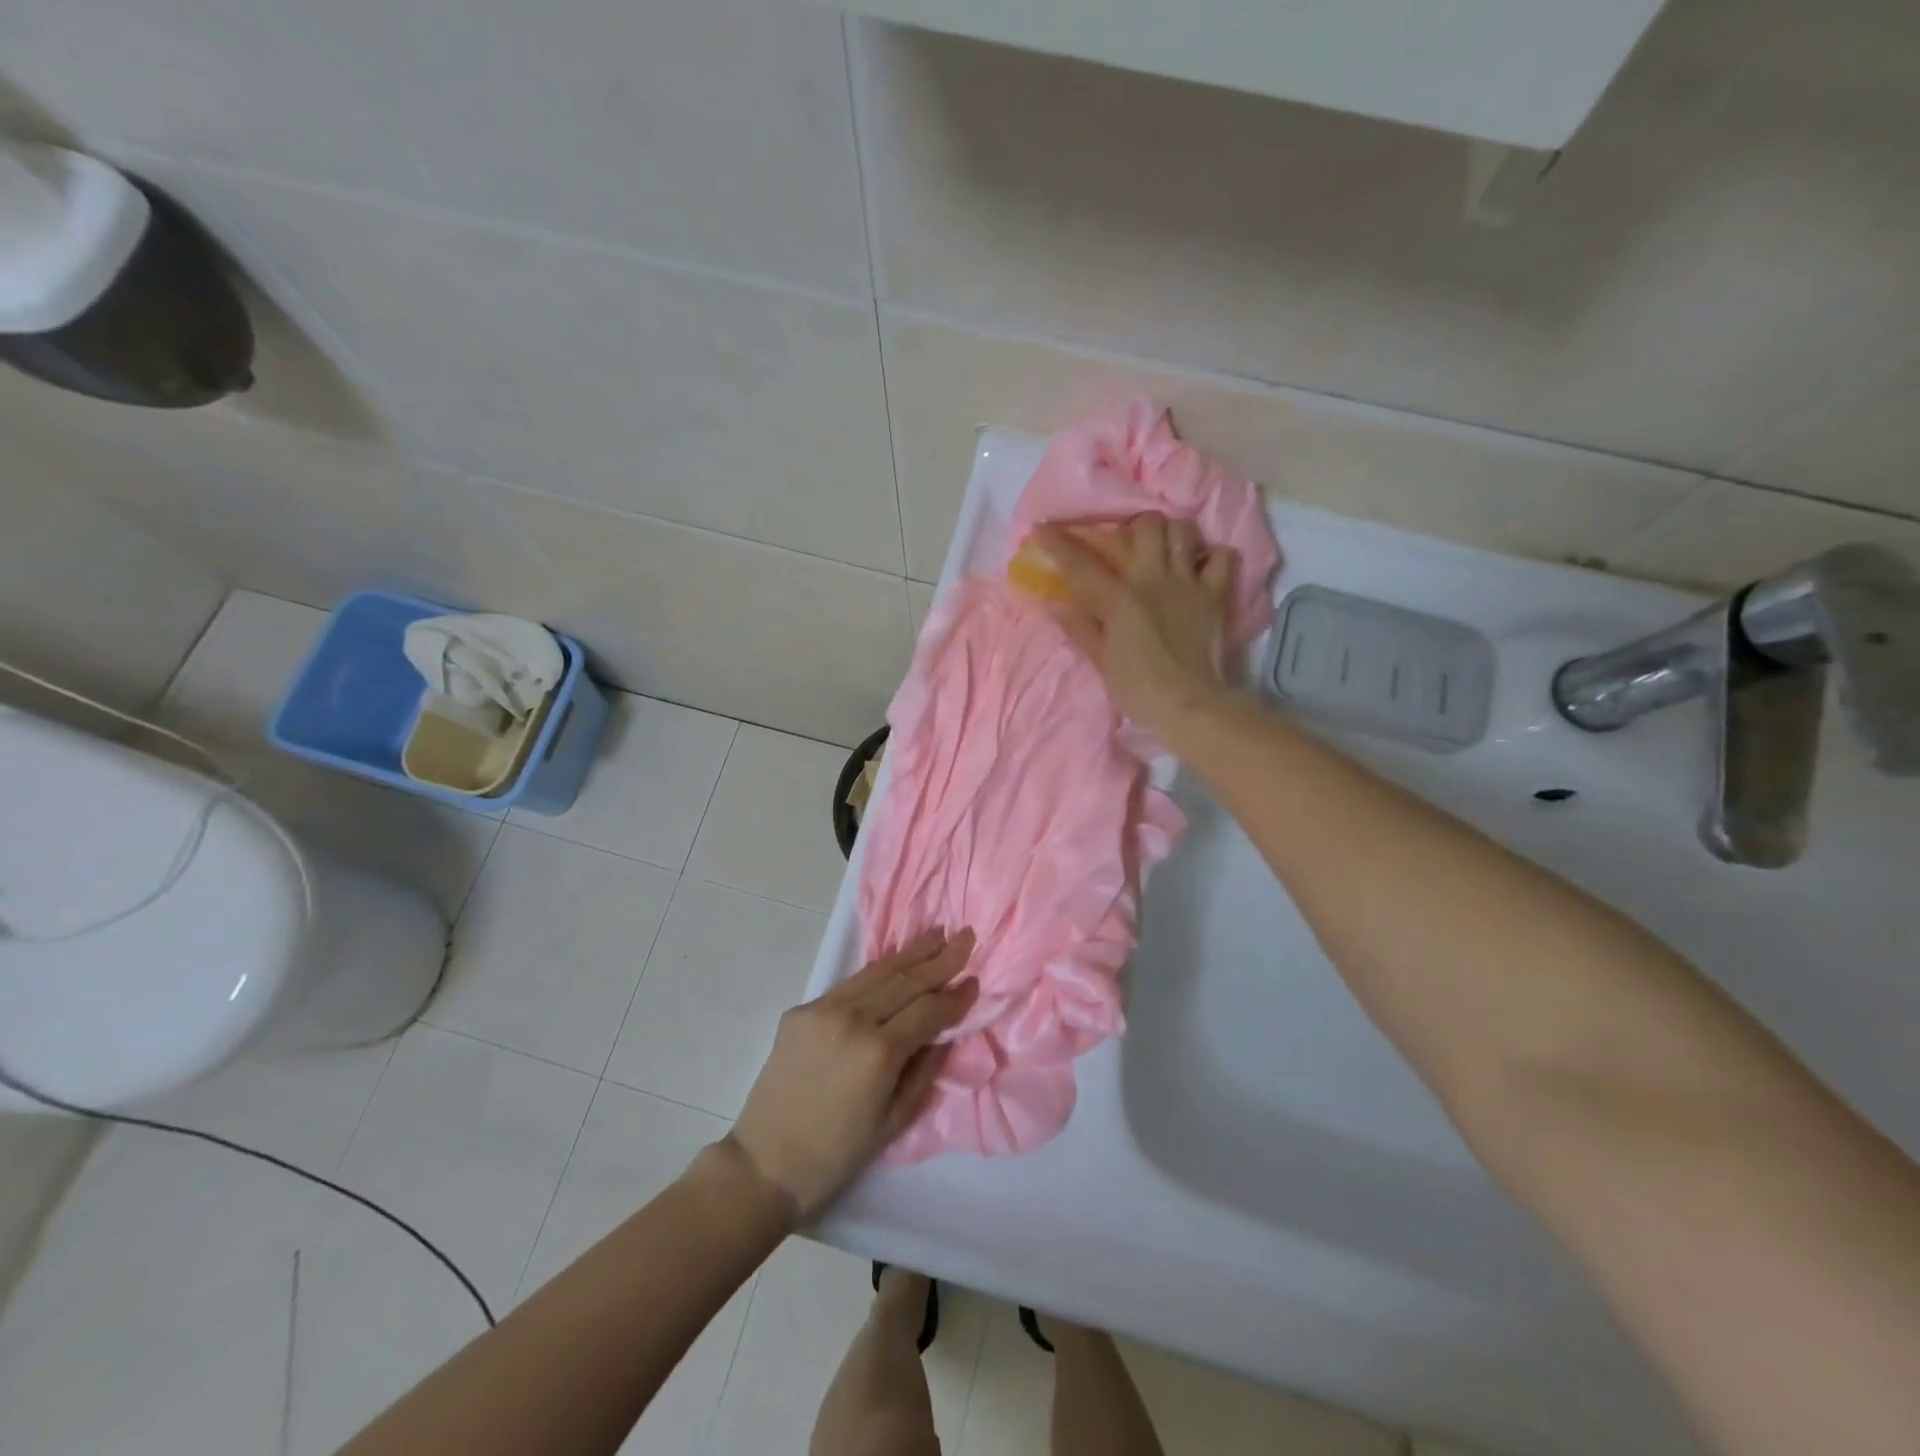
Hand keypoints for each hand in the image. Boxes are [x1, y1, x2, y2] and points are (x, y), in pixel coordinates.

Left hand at [729, 930, 977, 1219]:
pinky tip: (894, 960)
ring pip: (877, 972)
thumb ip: (925, 1070)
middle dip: (940, 958)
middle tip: (966, 935)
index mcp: (879, 1052)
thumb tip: (944, 1033)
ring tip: (936, 934)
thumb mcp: (894, 1121)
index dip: (955, 995)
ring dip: (910, 952)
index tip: (976, 980)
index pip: (929, 1010)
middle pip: (906, 980)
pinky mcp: (802, 1010)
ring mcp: (823, 1009)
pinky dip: (877, 970)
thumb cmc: (837, 1154)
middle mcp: (853, 1019)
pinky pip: (850, 984)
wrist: (764, 1164)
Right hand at [1035, 513, 1236, 737]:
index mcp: (1118, 598)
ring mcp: (1188, 583)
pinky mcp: (1216, 595)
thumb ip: (1080, 628)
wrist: (1188, 704)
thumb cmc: (1137, 688)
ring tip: (1166, 548)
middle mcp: (1152, 579)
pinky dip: (1213, 556)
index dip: (1058, 543)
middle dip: (1136, 526)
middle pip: (1147, 525)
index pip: (1081, 564)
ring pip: (1183, 531)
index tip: (1042, 528)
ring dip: (1173, 533)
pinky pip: (1223, 557)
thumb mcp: (1101, 661)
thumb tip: (1055, 604)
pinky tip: (1202, 566)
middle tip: (1130, 542)